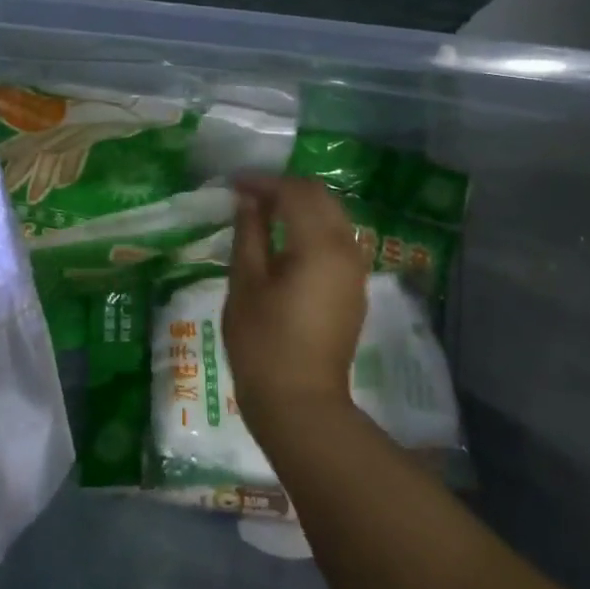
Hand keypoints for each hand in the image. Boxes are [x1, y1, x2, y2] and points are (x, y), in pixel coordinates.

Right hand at [223, 176, 369, 438]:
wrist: (301, 405)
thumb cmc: (263, 345)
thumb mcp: (246, 284)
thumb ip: (249, 234)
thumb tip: (249, 201)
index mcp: (319, 245)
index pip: (294, 192)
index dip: (263, 182)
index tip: (234, 185)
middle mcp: (346, 249)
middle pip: (321, 197)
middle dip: (285, 189)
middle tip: (248, 196)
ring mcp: (355, 270)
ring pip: (333, 216)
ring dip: (301, 206)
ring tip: (264, 214)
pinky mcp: (354, 288)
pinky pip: (337, 240)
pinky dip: (313, 228)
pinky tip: (286, 241)